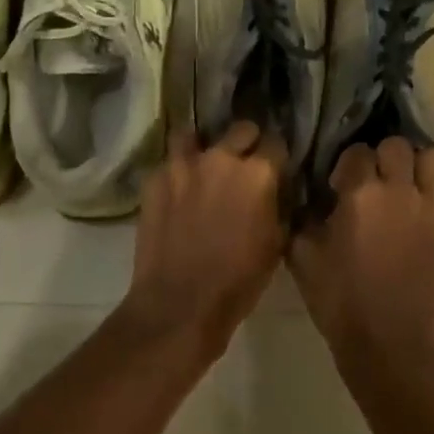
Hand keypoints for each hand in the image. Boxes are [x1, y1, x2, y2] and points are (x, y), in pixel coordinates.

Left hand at [124, 121, 288, 353]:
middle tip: (243, 166)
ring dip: (204, 147)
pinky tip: (177, 190)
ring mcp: (183, 164)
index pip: (276, 143)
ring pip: (195, 135)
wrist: (179, 304)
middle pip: (241, 129)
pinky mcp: (155, 178)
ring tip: (204, 165)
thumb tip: (277, 191)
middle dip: (247, 143)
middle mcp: (222, 157)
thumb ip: (278, 206)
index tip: (275, 169)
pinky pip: (170, 162)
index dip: (277, 157)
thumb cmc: (238, 281)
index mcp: (258, 173)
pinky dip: (177, 171)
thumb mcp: (276, 244)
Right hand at [292, 138, 433, 360]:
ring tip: (405, 189)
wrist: (389, 347)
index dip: (347, 166)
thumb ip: (304, 215)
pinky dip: (431, 208)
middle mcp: (402, 191)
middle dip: (384, 158)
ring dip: (418, 168)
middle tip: (375, 183)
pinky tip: (417, 233)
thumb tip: (311, 195)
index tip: (340, 186)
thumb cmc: (340, 300)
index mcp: (362, 193)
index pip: (358, 151)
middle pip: (399, 146)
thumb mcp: (302, 255)